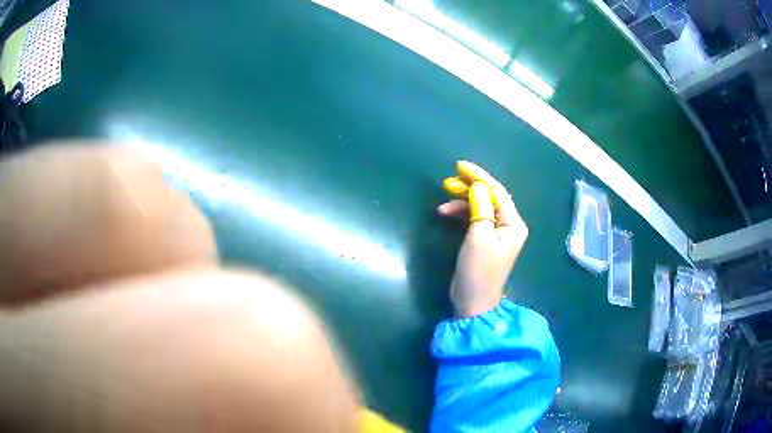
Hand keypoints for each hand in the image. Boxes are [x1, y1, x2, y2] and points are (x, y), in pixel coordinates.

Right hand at [439, 162, 528, 316]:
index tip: (459, 166)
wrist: (473, 302)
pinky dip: (462, 214)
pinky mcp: (486, 240)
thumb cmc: (478, 271)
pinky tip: (446, 214)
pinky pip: (476, 218)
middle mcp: (509, 225)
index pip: (497, 192)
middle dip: (469, 188)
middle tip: (448, 182)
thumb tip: (478, 186)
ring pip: (481, 207)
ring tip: (442, 205)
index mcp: (513, 224)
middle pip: (490, 197)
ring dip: (462, 202)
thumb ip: (480, 208)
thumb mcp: (478, 237)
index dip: (479, 177)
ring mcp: (498, 233)